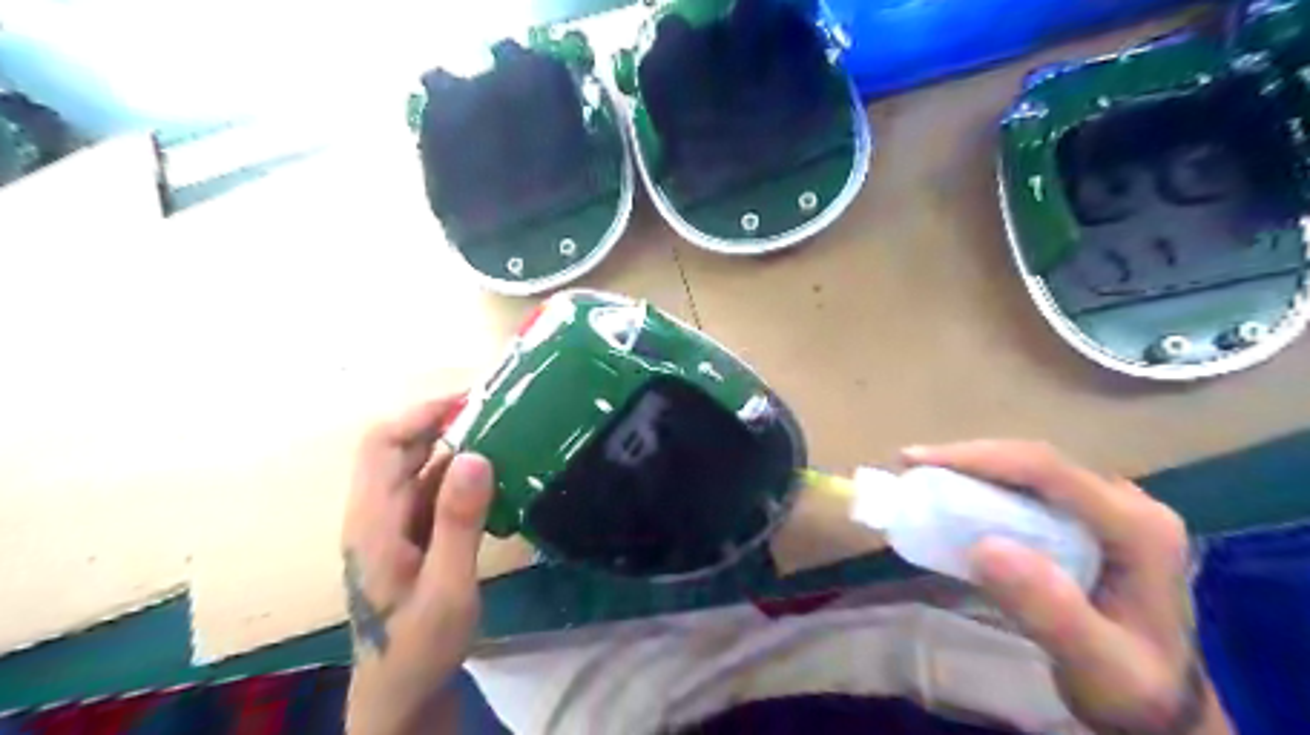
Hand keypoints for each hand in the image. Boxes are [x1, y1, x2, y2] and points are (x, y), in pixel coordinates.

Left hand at [338, 396, 492, 734]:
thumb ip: (459, 522)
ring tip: (507, 437)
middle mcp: (377, 511)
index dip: (422, 413)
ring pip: (421, 465)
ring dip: (459, 446)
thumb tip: (477, 455)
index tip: (473, 401)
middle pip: (401, 446)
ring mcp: (394, 522)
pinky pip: (435, 488)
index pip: (383, 442)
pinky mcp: (412, 532)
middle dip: (446, 421)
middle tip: (500, 412)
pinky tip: (499, 479)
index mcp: (373, 519)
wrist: (401, 691)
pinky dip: (464, 474)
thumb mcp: (447, 588)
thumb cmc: (419, 645)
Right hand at [908, 443, 1235, 733]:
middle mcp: (1127, 503)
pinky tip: (954, 494)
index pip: (1048, 471)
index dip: (979, 458)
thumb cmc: (1130, 688)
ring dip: (972, 469)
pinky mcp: (1088, 518)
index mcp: (1138, 527)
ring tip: (922, 476)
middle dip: (968, 460)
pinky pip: (1028, 488)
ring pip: (1029, 470)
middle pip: (1036, 462)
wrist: (1160, 705)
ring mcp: (1108, 507)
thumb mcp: (1097, 665)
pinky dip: (984, 486)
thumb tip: (985, 546)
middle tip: (910, 467)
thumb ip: (1050, 610)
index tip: (917, 462)